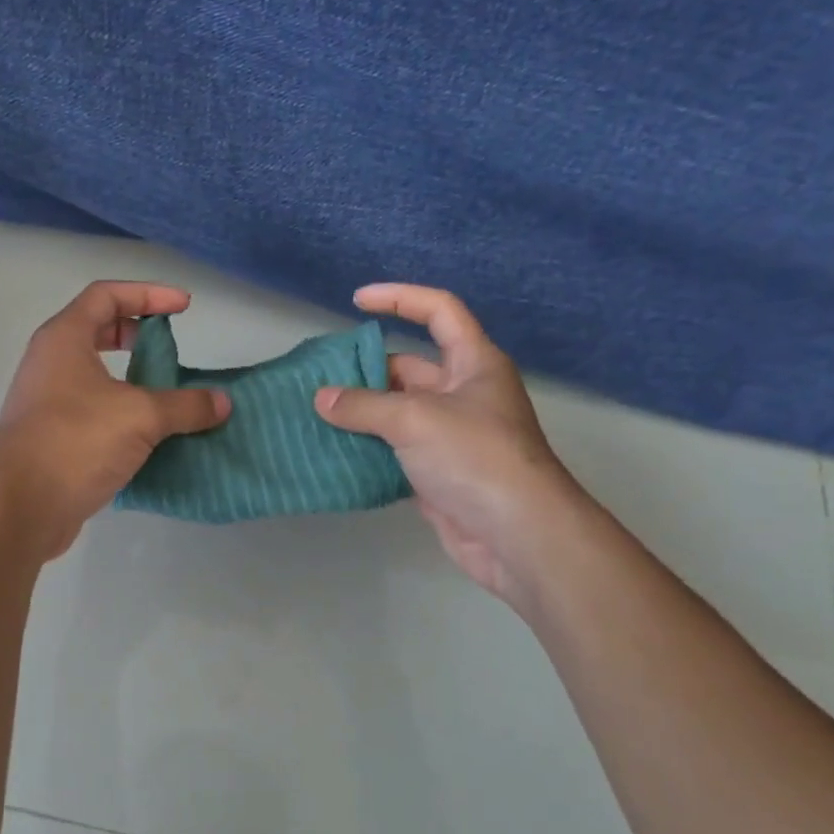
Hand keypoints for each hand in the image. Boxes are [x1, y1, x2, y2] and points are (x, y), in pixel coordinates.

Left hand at [0, 280, 230, 558]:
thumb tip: (222, 402)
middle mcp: (51, 363)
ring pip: (96, 377)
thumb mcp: (140, 416)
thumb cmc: (75, 441)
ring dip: (133, 380)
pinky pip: (95, 413)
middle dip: (137, 334)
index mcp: (64, 339)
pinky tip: (151, 437)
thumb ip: (185, 405)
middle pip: (97, 331)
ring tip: (168, 394)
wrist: (18, 507)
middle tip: (169, 348)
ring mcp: (48, 402)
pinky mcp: (53, 439)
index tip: (184, 307)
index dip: (148, 294)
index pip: (106, 295)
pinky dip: (124, 415)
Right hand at [314, 283, 586, 602]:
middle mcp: (463, 393)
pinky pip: (395, 450)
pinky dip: (367, 449)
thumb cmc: (474, 457)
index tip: (357, 301)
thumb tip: (322, 399)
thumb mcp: (415, 419)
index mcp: (473, 364)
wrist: (517, 534)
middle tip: (320, 378)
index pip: (438, 311)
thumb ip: (363, 405)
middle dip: (366, 370)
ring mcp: (451, 435)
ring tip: (316, 414)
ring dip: (362, 413)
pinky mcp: (438, 472)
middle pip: (409, 367)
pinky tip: (334, 451)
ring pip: (398, 412)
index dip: (399, 298)